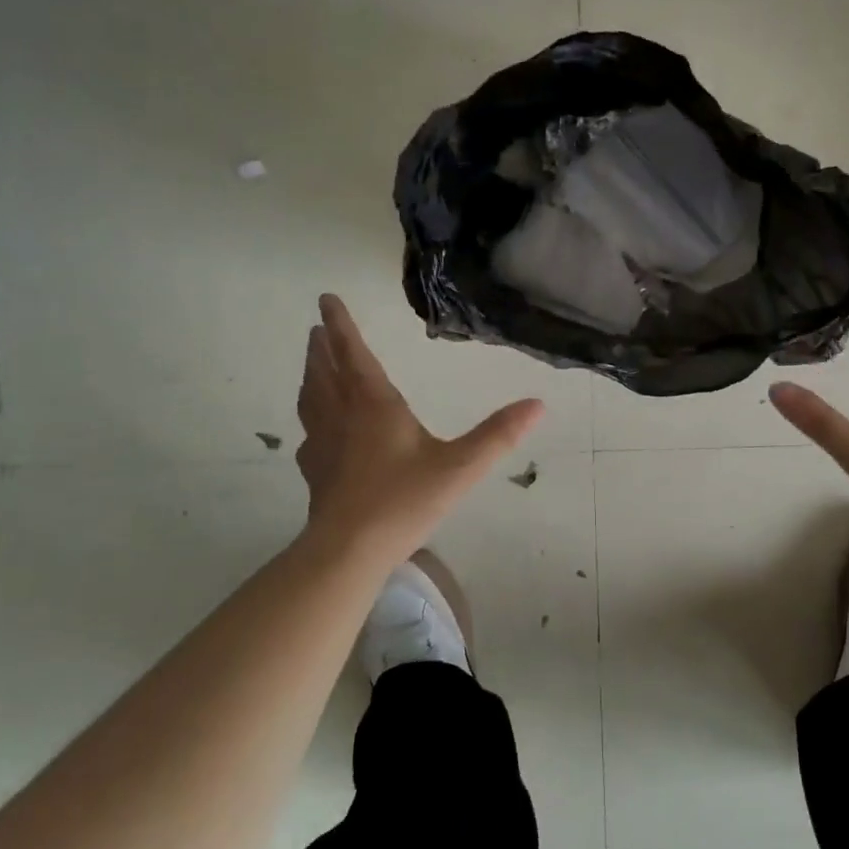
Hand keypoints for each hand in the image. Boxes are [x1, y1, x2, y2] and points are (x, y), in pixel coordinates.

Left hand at [295, 295, 543, 566]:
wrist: (349, 550)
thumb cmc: (405, 500)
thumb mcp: (460, 466)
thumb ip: (499, 435)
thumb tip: (539, 404)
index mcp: (374, 406)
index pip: (354, 355)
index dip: (341, 326)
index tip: (325, 298)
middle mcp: (342, 417)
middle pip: (325, 372)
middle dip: (322, 347)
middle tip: (318, 327)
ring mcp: (323, 445)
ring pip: (311, 399)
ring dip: (311, 375)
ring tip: (312, 364)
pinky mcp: (315, 472)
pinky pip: (309, 433)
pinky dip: (310, 417)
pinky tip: (316, 429)